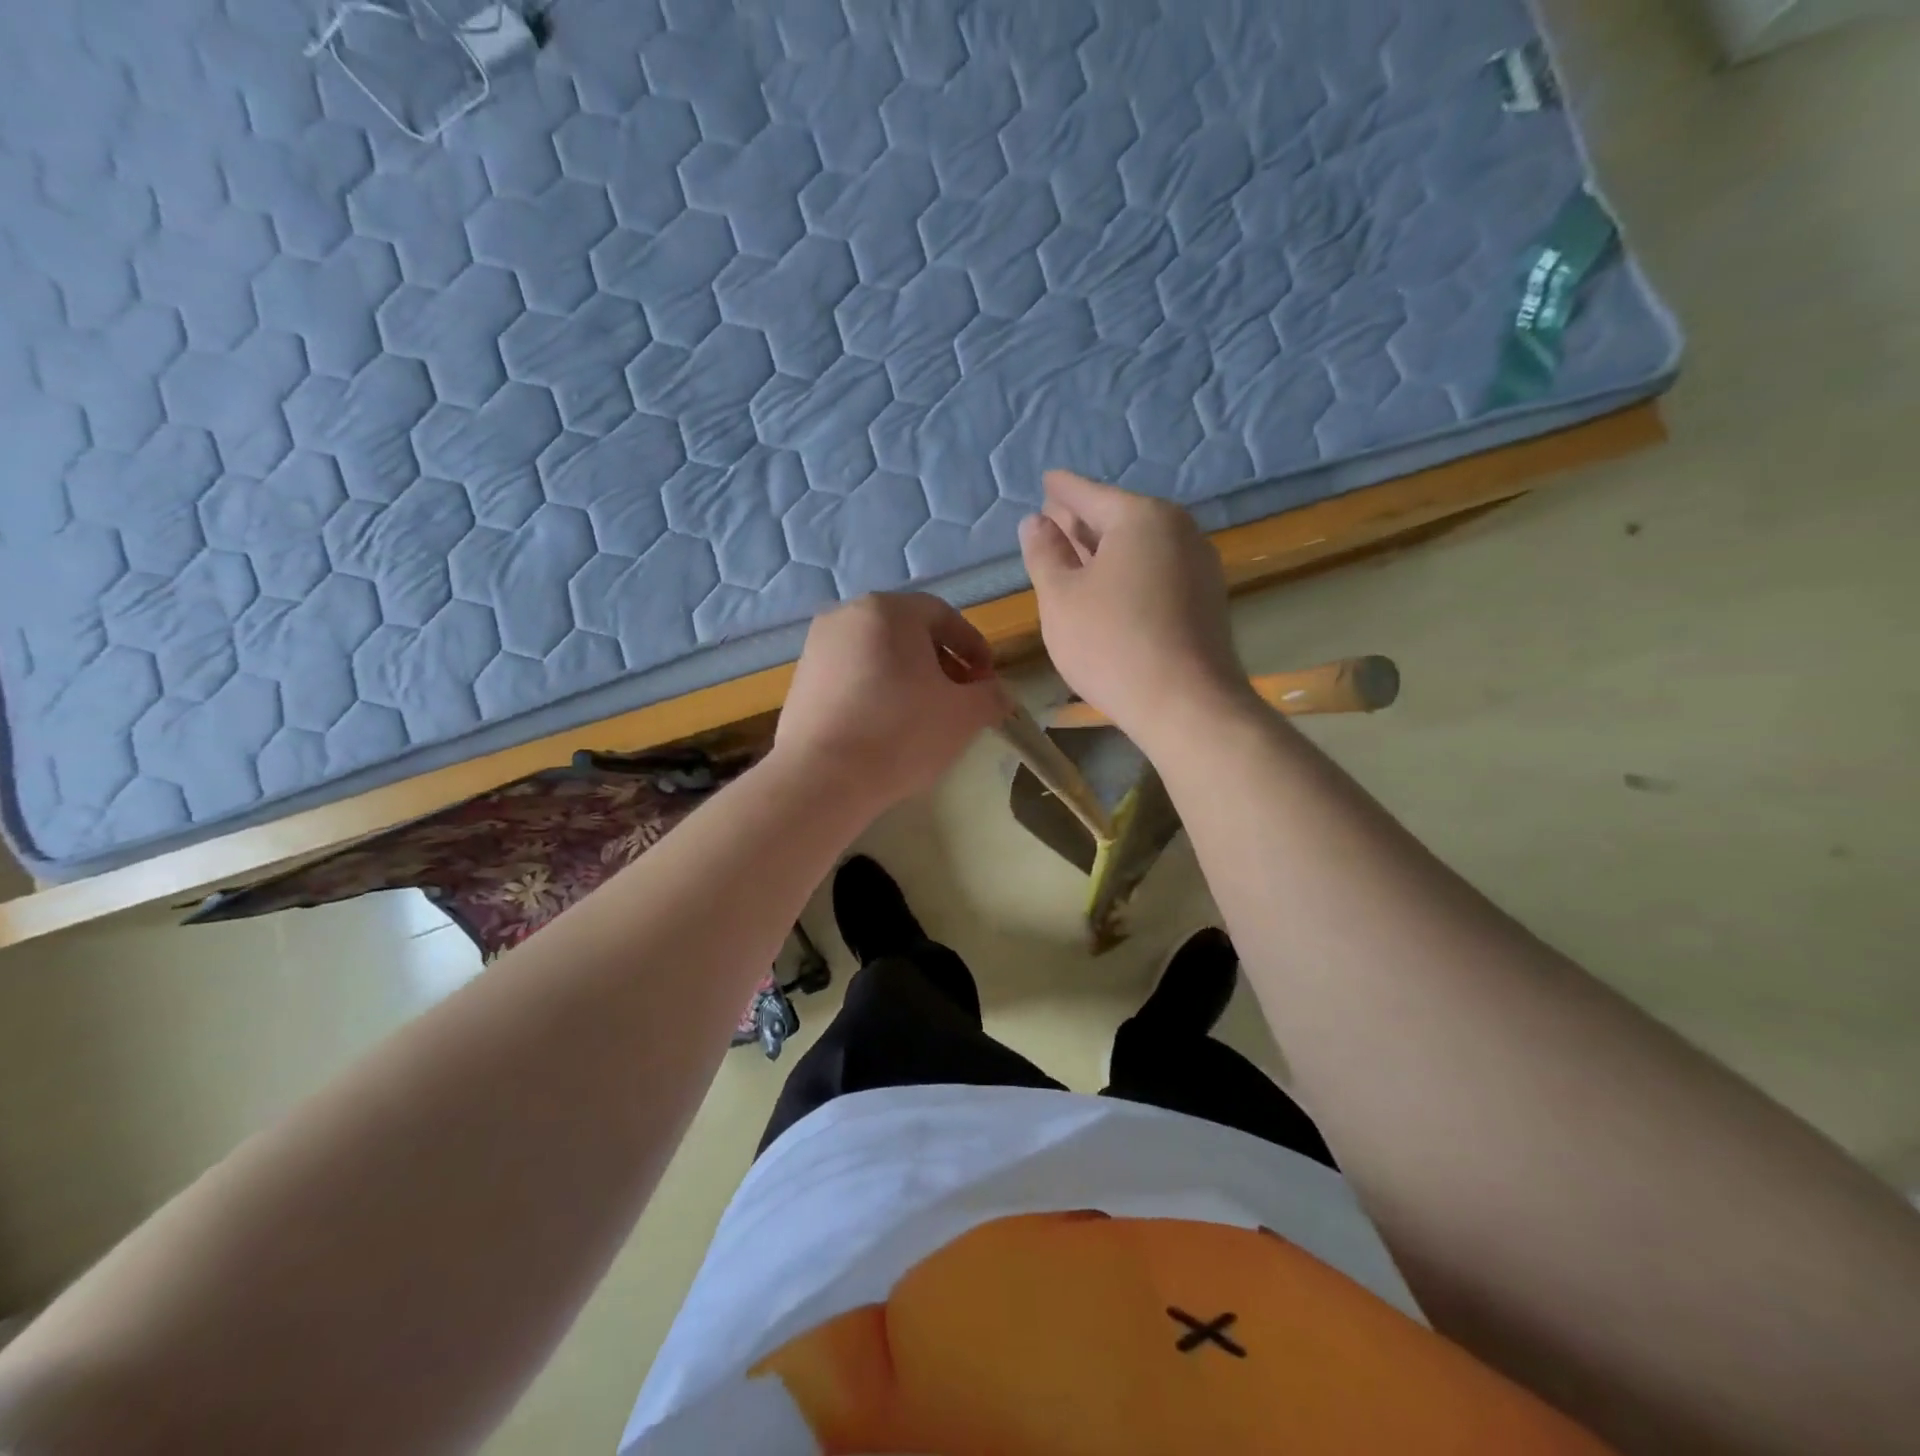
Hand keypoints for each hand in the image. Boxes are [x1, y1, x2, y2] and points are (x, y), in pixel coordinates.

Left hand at [772, 592, 1008, 812]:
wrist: (821, 778)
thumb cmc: (901, 733)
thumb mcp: (964, 715)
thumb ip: (991, 696)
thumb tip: (998, 694)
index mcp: (889, 610)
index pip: (944, 615)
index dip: (973, 647)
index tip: (987, 680)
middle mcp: (848, 615)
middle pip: (908, 632)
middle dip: (941, 662)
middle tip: (959, 698)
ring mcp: (818, 646)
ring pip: (878, 653)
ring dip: (909, 677)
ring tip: (925, 716)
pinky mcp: (801, 679)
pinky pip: (852, 674)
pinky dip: (877, 690)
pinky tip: (887, 726)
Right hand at [1019, 471, 1252, 747]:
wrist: (1185, 704)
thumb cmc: (1110, 643)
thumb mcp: (1060, 597)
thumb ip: (1044, 553)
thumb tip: (1035, 522)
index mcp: (1141, 517)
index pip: (1090, 493)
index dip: (1062, 490)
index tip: (1047, 480)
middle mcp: (1178, 530)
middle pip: (1119, 517)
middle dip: (1083, 519)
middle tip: (1054, 519)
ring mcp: (1199, 566)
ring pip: (1140, 546)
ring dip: (1106, 549)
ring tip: (1076, 554)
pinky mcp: (1206, 600)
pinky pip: (1157, 571)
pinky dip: (1129, 572)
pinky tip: (1111, 588)